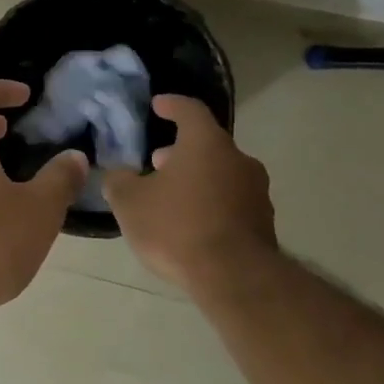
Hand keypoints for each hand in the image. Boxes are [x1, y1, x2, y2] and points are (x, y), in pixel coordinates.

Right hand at [102, 94, 275, 290]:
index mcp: (206, 144)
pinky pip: (230, 202)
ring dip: (196, 178)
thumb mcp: (129, 203)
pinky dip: (210, 203)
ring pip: (220, 173)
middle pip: (207, 144)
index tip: (158, 105)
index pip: (189, 110)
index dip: (171, 105)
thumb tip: (119, 174)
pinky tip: (190, 224)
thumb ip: (119, 181)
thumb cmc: (176, 227)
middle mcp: (238, 160)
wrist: (234, 278)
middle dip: (180, 151)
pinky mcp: (263, 222)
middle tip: (156, 162)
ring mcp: (256, 192)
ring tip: (170, 197)